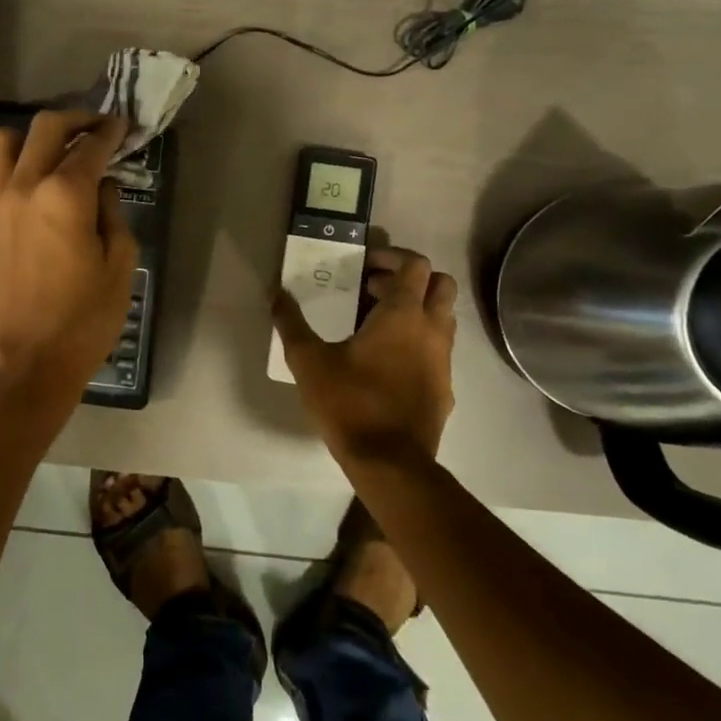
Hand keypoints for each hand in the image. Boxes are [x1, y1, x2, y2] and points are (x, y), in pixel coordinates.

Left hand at [0, 111, 138, 408]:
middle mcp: (24, 185)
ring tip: (53, 152)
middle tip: (97, 128)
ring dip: (30, 136)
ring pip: (1, 140)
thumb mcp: (119, 267)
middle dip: (76, 119)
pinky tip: (26, 186)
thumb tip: (102, 187)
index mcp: (65, 194)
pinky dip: (5, 167)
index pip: (90, 146)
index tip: (124, 126)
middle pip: (45, 127)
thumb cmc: (82, 320)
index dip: (111, 131)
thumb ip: (114, 215)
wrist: (22, 363)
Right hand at [273, 246, 458, 465]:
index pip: (415, 265)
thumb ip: (291, 323)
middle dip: (410, 279)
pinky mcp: (444, 388)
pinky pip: (439, 350)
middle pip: (441, 284)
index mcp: (403, 315)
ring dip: (418, 309)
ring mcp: (444, 361)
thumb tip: (276, 293)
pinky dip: (420, 341)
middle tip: (374, 290)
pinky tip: (388, 361)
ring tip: (378, 323)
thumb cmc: (349, 402)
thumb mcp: (308, 360)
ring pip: (444, 317)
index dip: (391, 257)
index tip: (364, 266)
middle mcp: (432, 330)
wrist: (390, 463)